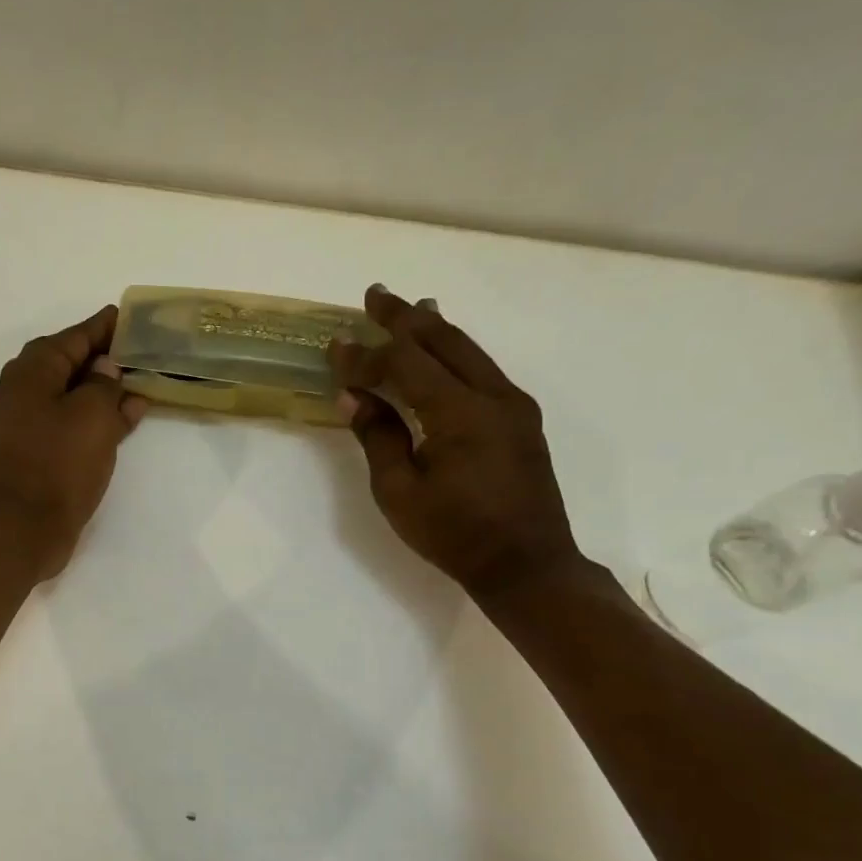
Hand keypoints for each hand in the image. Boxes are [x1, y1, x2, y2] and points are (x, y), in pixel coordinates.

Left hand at [0, 305, 148, 580]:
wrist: (23, 530)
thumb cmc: (58, 465)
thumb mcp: (92, 416)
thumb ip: (104, 384)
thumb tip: (105, 368)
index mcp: (31, 372)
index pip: (74, 337)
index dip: (104, 327)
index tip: (130, 316)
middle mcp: (22, 392)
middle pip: (70, 364)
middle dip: (105, 358)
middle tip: (140, 351)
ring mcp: (26, 425)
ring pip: (72, 396)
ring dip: (105, 391)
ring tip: (142, 385)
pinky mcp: (35, 454)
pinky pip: (69, 424)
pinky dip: (96, 419)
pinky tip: (127, 420)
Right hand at [328, 283, 583, 600]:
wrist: (527, 565)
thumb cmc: (455, 534)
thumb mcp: (400, 492)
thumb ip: (379, 437)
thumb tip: (356, 398)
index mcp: (461, 413)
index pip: (404, 366)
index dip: (365, 356)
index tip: (334, 347)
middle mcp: (494, 396)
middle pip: (444, 341)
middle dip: (405, 318)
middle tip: (374, 295)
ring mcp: (513, 405)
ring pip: (469, 350)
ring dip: (434, 329)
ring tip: (409, 310)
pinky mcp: (521, 419)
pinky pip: (482, 370)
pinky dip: (454, 354)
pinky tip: (441, 353)